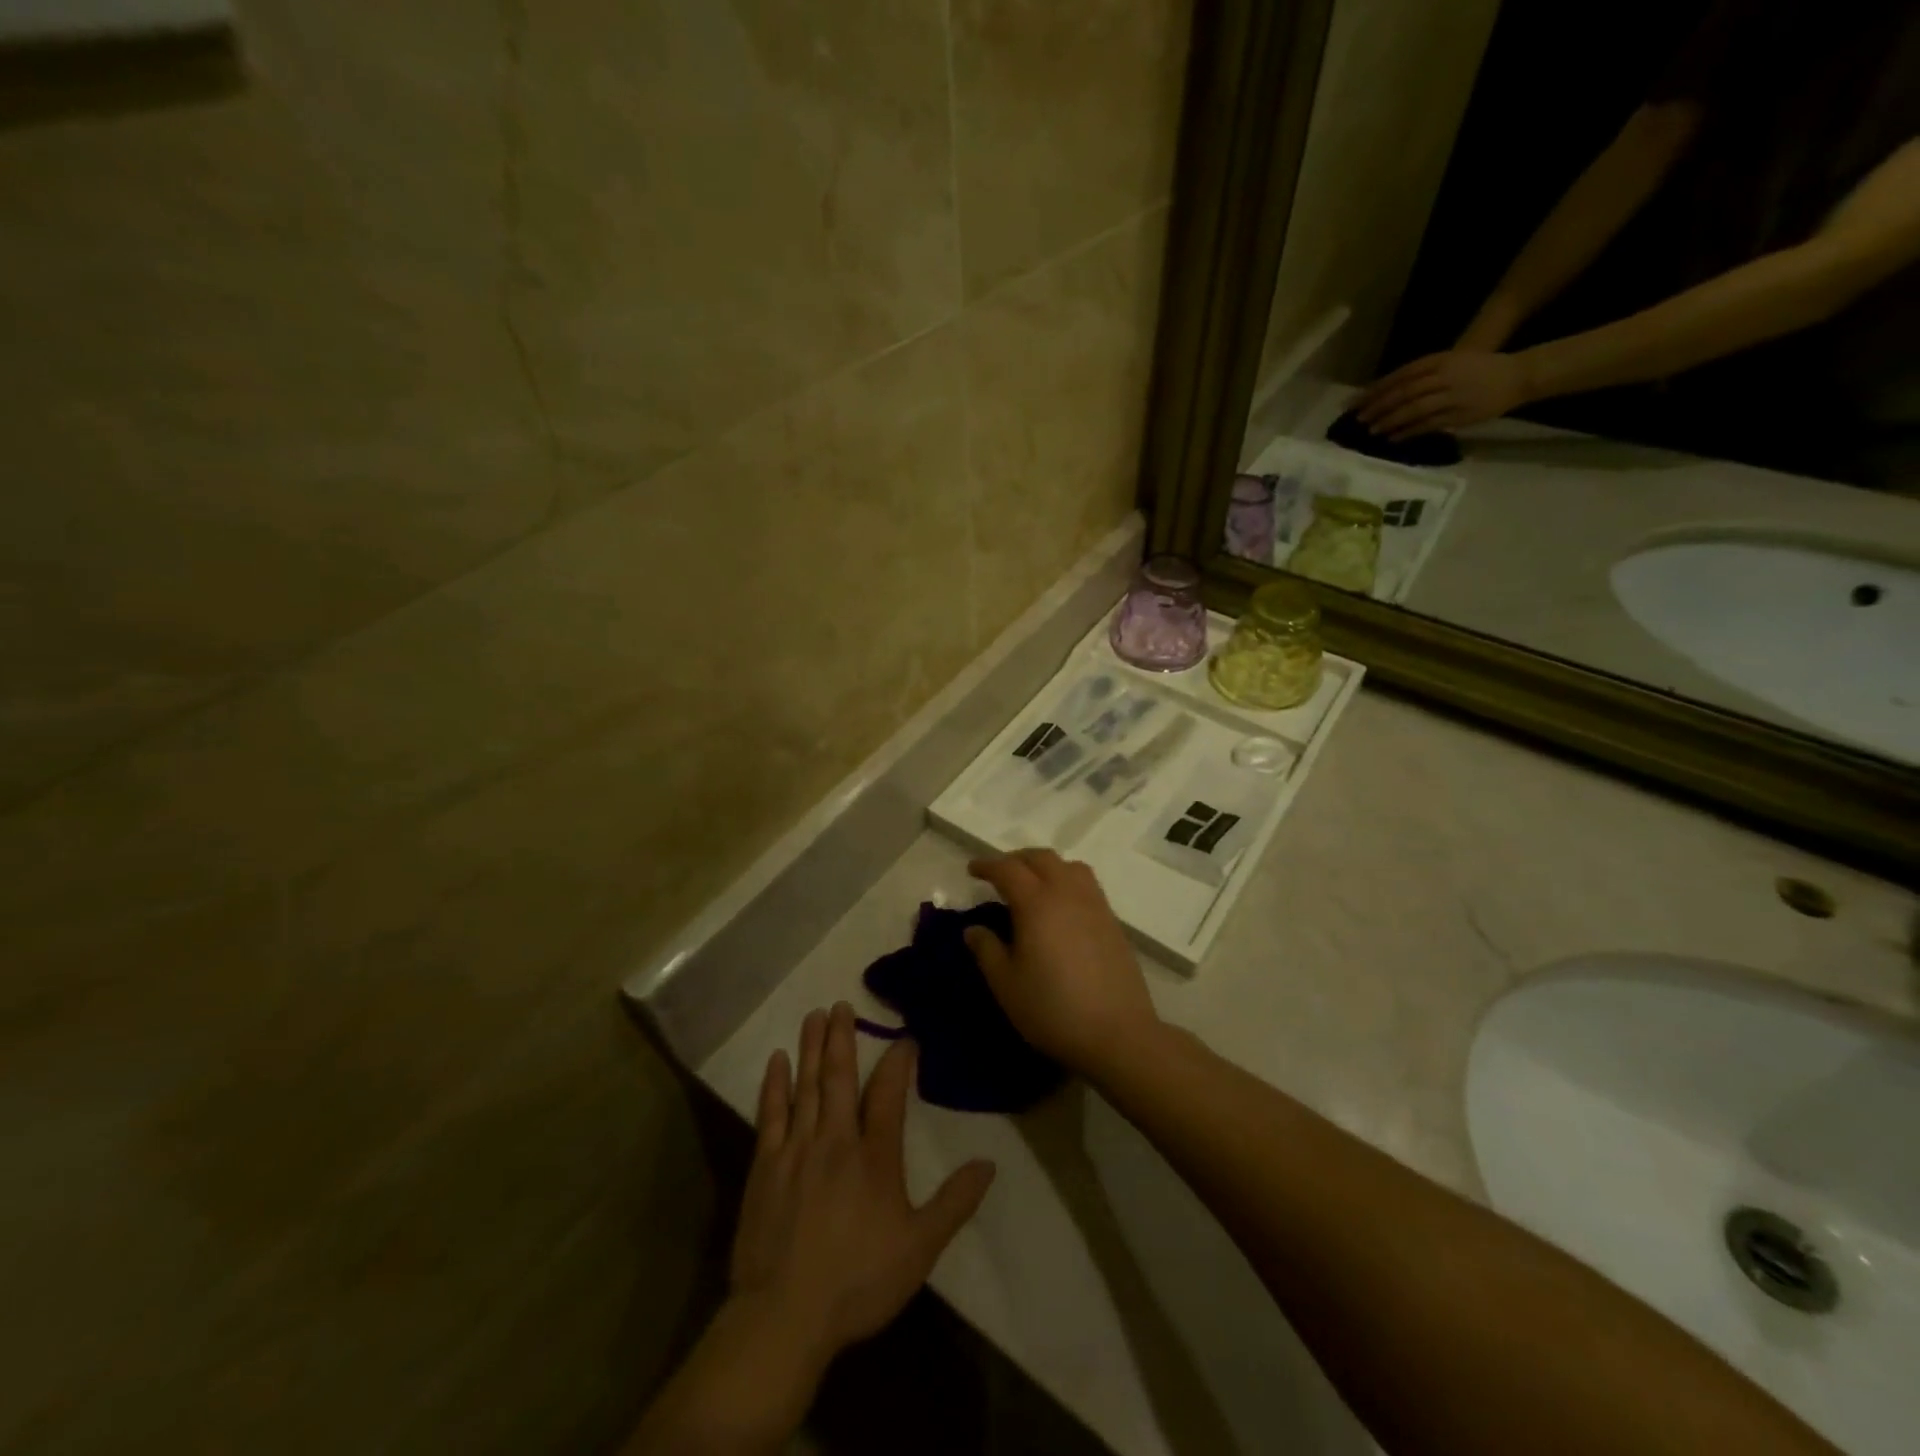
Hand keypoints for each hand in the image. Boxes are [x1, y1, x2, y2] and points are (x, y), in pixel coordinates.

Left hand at [730, 1004, 995, 1361]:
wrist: (784, 1316)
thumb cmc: (858, 1281)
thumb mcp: (920, 1248)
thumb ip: (954, 1202)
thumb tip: (989, 1163)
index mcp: (874, 1156)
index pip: (888, 1093)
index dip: (897, 1061)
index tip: (905, 1038)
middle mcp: (835, 1139)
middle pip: (839, 1077)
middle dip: (842, 1037)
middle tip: (841, 1004)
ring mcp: (796, 1149)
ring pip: (805, 1085)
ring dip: (811, 1047)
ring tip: (815, 1014)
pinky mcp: (765, 1166)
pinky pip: (770, 1113)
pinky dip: (774, 1084)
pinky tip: (777, 1060)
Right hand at [964, 849, 1163, 1082]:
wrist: (1117, 1033)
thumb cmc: (1053, 1009)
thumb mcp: (1006, 985)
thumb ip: (987, 951)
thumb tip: (973, 929)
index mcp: (1037, 903)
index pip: (1008, 869)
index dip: (987, 865)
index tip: (972, 870)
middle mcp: (1067, 893)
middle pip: (1041, 858)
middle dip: (1016, 859)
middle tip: (999, 874)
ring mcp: (1095, 904)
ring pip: (1069, 866)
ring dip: (1046, 866)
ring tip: (1033, 884)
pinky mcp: (1113, 921)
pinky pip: (1086, 884)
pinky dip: (1067, 880)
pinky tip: (1061, 907)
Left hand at [1353, 349, 1530, 439]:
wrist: (1517, 375)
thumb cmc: (1477, 369)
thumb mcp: (1449, 362)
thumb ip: (1420, 375)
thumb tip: (1385, 392)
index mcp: (1439, 360)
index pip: (1400, 375)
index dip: (1376, 389)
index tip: (1356, 401)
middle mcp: (1444, 376)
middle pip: (1403, 392)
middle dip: (1378, 407)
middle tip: (1358, 419)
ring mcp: (1452, 396)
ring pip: (1413, 409)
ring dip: (1390, 421)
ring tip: (1372, 431)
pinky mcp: (1459, 415)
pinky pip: (1428, 425)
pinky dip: (1407, 432)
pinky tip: (1393, 438)